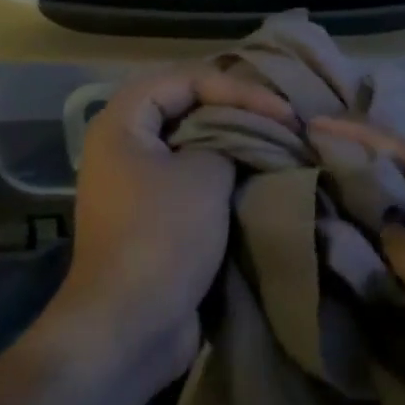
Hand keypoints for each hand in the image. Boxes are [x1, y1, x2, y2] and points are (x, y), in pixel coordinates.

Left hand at [52, 67, 295, 392]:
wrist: (129, 325)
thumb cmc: (163, 236)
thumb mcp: (204, 176)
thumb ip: (228, 141)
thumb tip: (243, 139)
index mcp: (122, 123)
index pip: (184, 79)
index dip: (236, 88)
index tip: (282, 112)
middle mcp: (123, 146)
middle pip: (185, 106)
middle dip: (236, 109)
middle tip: (282, 119)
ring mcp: (136, 183)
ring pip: (191, 144)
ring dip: (232, 142)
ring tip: (277, 143)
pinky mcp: (153, 216)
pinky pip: (191, 179)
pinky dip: (223, 174)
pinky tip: (259, 176)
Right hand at [310, 117, 404, 404]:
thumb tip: (383, 225)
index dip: (377, 138)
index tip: (326, 125)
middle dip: (369, 153)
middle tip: (318, 142)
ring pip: (399, 212)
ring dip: (363, 189)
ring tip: (319, 175)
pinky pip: (389, 253)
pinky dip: (362, 234)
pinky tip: (335, 233)